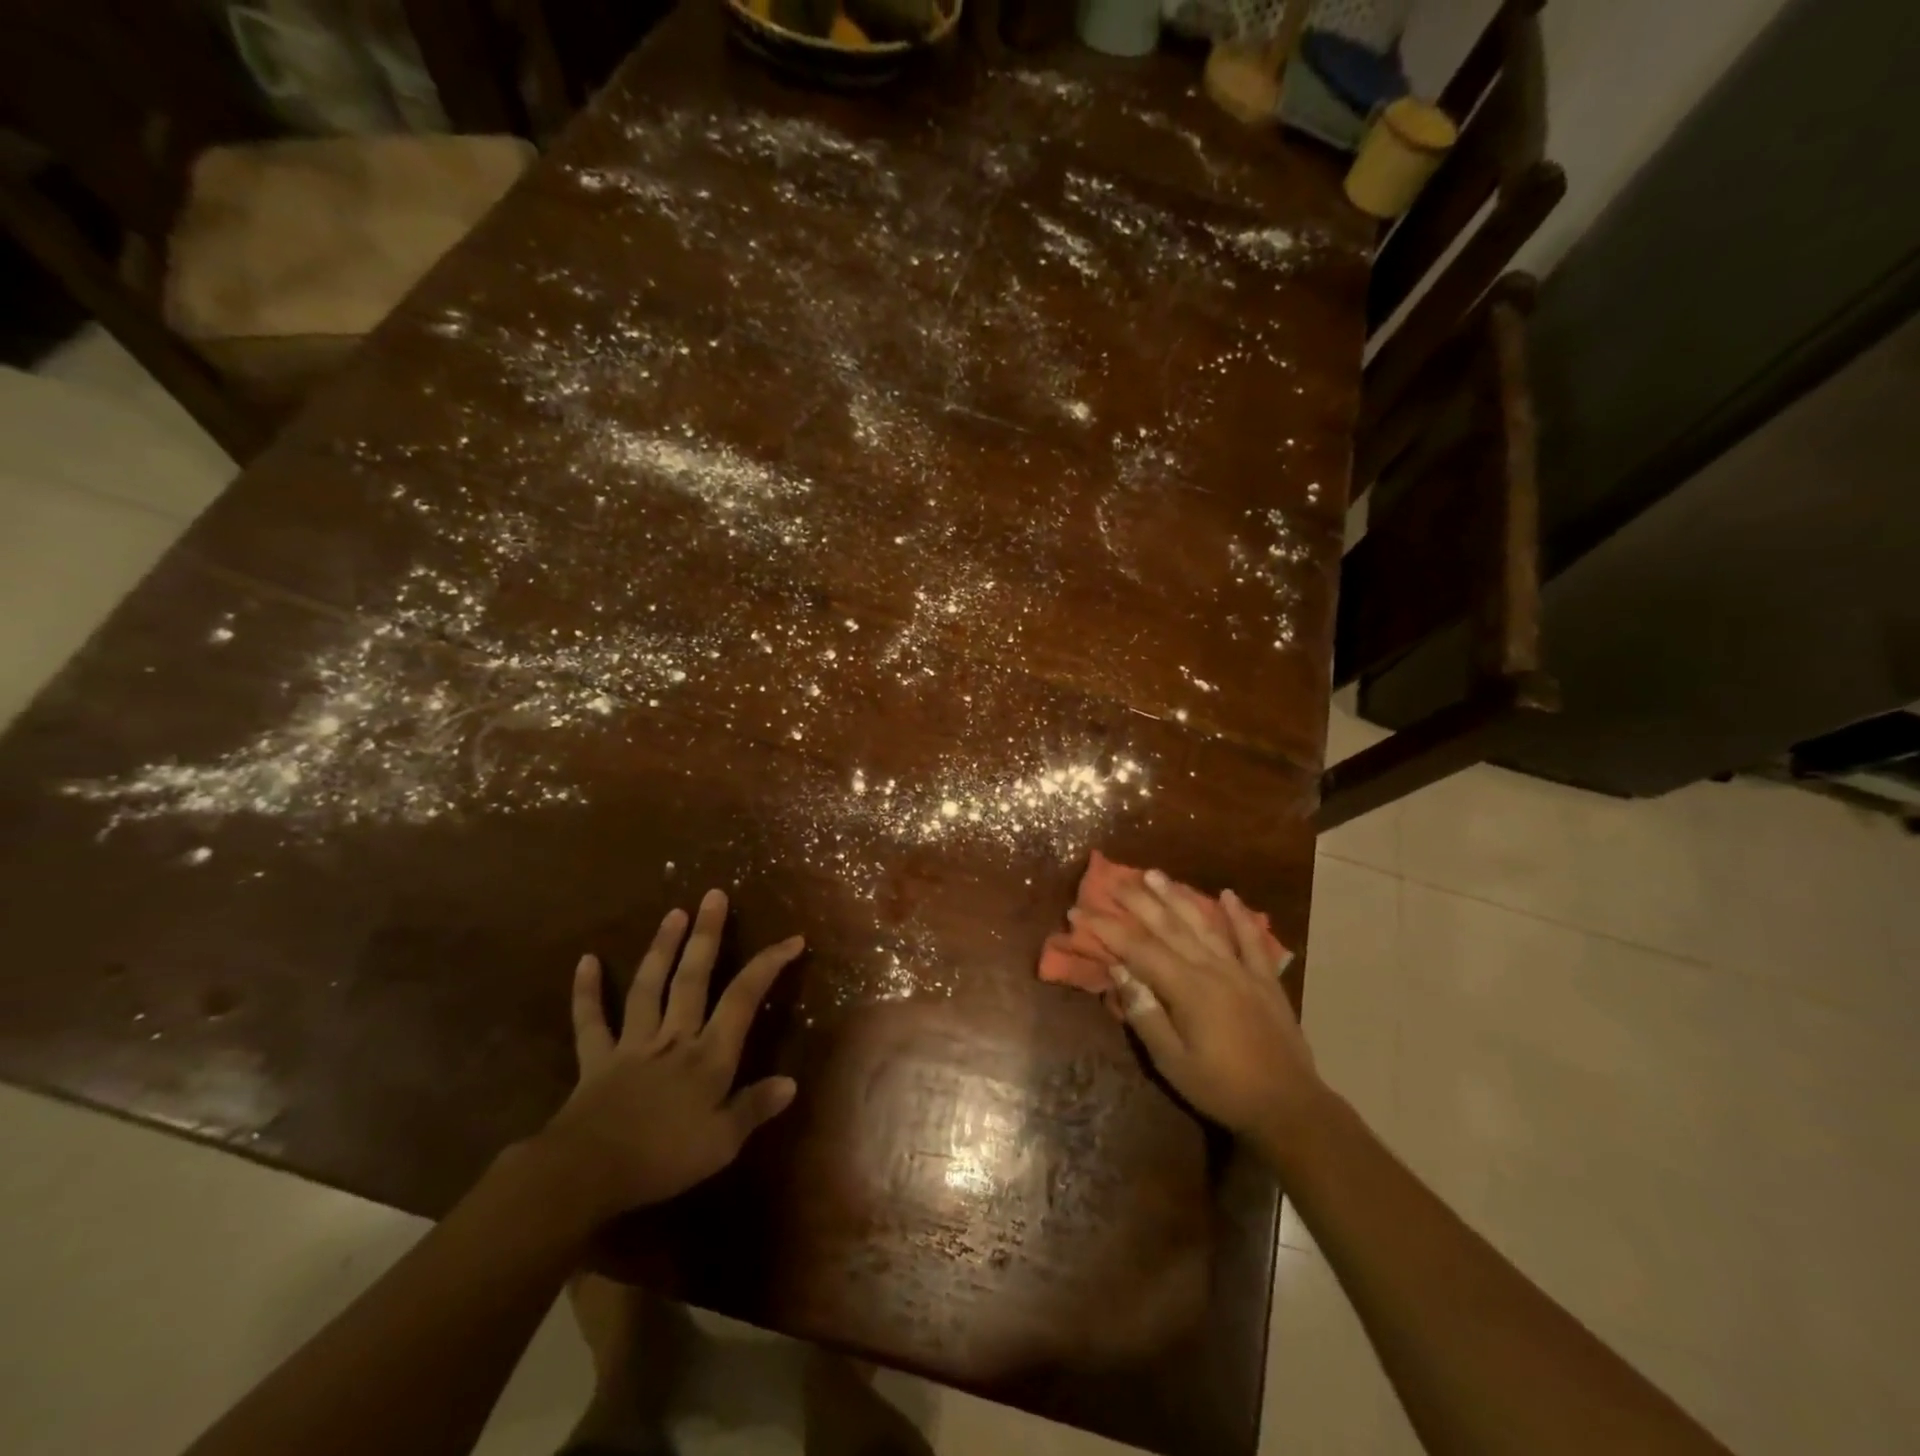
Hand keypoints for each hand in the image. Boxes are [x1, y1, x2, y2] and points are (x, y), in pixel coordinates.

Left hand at [534, 889, 803, 1222]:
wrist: (586, 1174)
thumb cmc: (662, 1159)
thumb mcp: (721, 1143)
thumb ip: (754, 1108)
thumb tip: (790, 1082)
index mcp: (709, 1056)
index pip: (744, 999)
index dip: (768, 965)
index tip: (792, 939)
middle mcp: (674, 1038)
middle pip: (693, 978)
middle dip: (707, 935)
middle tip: (714, 895)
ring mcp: (633, 1044)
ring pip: (649, 987)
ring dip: (662, 948)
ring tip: (674, 913)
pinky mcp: (597, 1060)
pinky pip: (591, 1022)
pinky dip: (587, 992)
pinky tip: (586, 961)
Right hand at [1075, 872, 1322, 1156]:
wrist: (1289, 1106)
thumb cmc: (1222, 1089)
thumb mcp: (1172, 1062)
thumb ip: (1145, 1014)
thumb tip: (1118, 970)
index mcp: (1187, 989)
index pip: (1137, 950)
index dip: (1107, 928)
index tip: (1079, 911)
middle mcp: (1212, 969)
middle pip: (1169, 926)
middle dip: (1137, 901)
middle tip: (1113, 878)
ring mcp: (1242, 971)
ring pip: (1204, 924)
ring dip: (1178, 896)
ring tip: (1155, 874)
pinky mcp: (1265, 979)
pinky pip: (1251, 940)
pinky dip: (1239, 916)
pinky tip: (1228, 895)